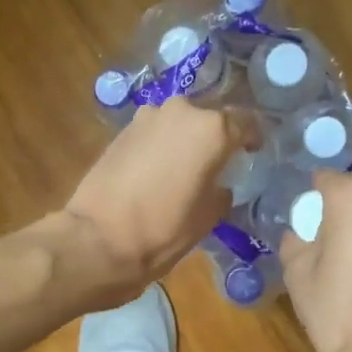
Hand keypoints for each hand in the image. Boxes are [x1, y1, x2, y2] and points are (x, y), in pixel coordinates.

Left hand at [59, 99, 257, 304]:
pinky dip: (161, 144)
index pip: (246, 122)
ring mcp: (148, 117)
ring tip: (187, 166)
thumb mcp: (207, 217)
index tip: (253, 153)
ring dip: (186, 139)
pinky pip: (154, 132)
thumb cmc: (163, 231)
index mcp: (211, 129)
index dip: (253, 138)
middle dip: (216, 136)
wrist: (98, 239)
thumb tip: (219, 185)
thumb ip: (221, 191)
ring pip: (179, 121)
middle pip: (209, 117)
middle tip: (219, 162)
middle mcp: (181, 111)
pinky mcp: (122, 130)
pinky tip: (159, 169)